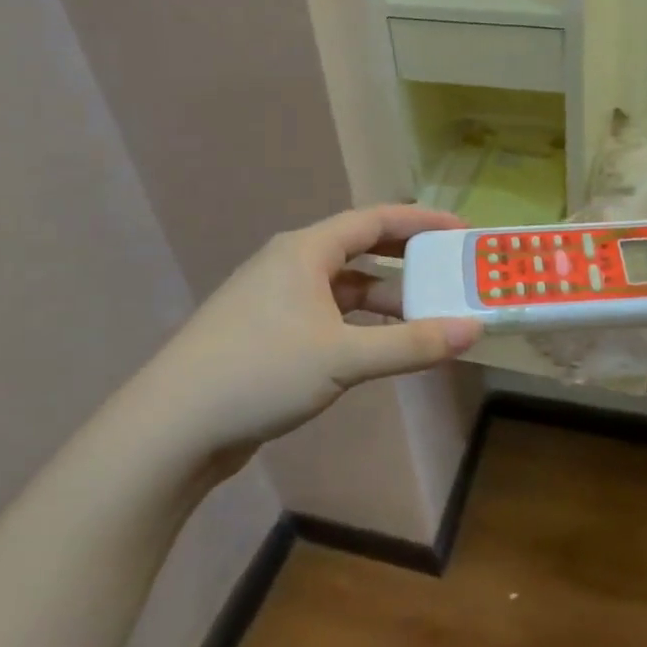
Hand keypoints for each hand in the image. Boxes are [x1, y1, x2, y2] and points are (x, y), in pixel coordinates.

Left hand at [135, 205, 481, 459]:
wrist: (173, 426)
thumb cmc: (261, 373)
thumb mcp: (344, 358)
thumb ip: (412, 344)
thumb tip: (473, 330)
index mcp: (304, 251)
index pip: (374, 220)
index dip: (421, 222)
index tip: (462, 232)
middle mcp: (290, 265)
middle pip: (360, 250)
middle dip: (407, 261)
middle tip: (449, 273)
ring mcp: (275, 300)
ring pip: (344, 289)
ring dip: (385, 301)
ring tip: (427, 319)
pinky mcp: (268, 334)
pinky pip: (329, 316)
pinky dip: (361, 326)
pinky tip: (381, 348)